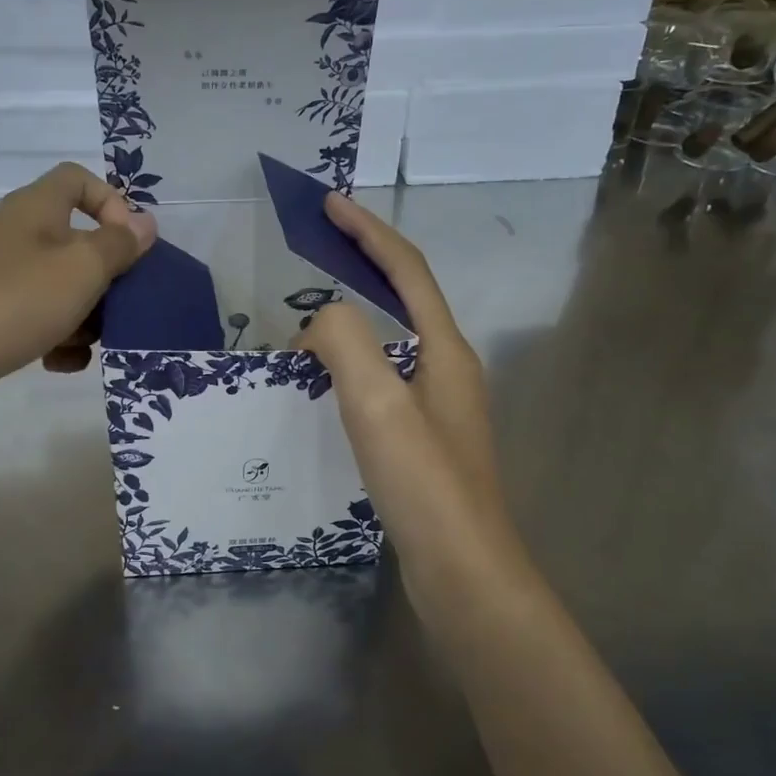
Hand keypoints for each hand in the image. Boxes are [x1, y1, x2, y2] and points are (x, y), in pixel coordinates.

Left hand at [0, 163, 156, 398]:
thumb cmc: (14, 301)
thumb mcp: (81, 269)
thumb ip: (119, 245)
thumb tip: (145, 223)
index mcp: (36, 209)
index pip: (77, 179)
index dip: (111, 204)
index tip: (128, 245)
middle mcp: (16, 235)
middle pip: (75, 241)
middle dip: (104, 277)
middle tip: (119, 307)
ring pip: (59, 286)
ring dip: (84, 315)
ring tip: (87, 345)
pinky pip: (36, 318)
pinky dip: (55, 338)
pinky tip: (60, 364)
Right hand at [298, 192, 516, 577]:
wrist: (463, 571)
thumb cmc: (424, 484)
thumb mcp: (377, 404)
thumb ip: (346, 343)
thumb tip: (320, 322)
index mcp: (444, 350)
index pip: (406, 270)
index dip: (368, 232)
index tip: (330, 204)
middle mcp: (449, 368)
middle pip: (405, 296)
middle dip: (365, 262)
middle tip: (318, 248)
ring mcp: (440, 405)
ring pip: (394, 339)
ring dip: (357, 312)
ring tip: (311, 311)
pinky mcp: (424, 438)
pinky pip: (384, 377)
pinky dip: (353, 359)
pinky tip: (326, 380)